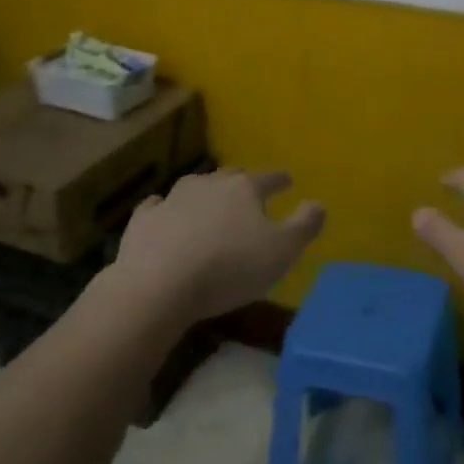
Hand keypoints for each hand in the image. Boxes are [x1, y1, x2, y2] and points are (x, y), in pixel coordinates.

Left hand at [112, 169, 324, 323]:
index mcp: (245, 189)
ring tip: (210, 205)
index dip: (280, 180)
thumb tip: (319, 203)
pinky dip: (165, 209)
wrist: (158, 285)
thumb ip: (304, 225)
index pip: (269, 178)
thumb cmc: (228, 268)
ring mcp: (173, 198)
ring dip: (205, 194)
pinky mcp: (144, 219)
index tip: (287, 181)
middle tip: (248, 193)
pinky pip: (158, 206)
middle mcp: (210, 184)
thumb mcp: (281, 252)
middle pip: (231, 177)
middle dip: (242, 183)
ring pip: (195, 187)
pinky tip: (164, 213)